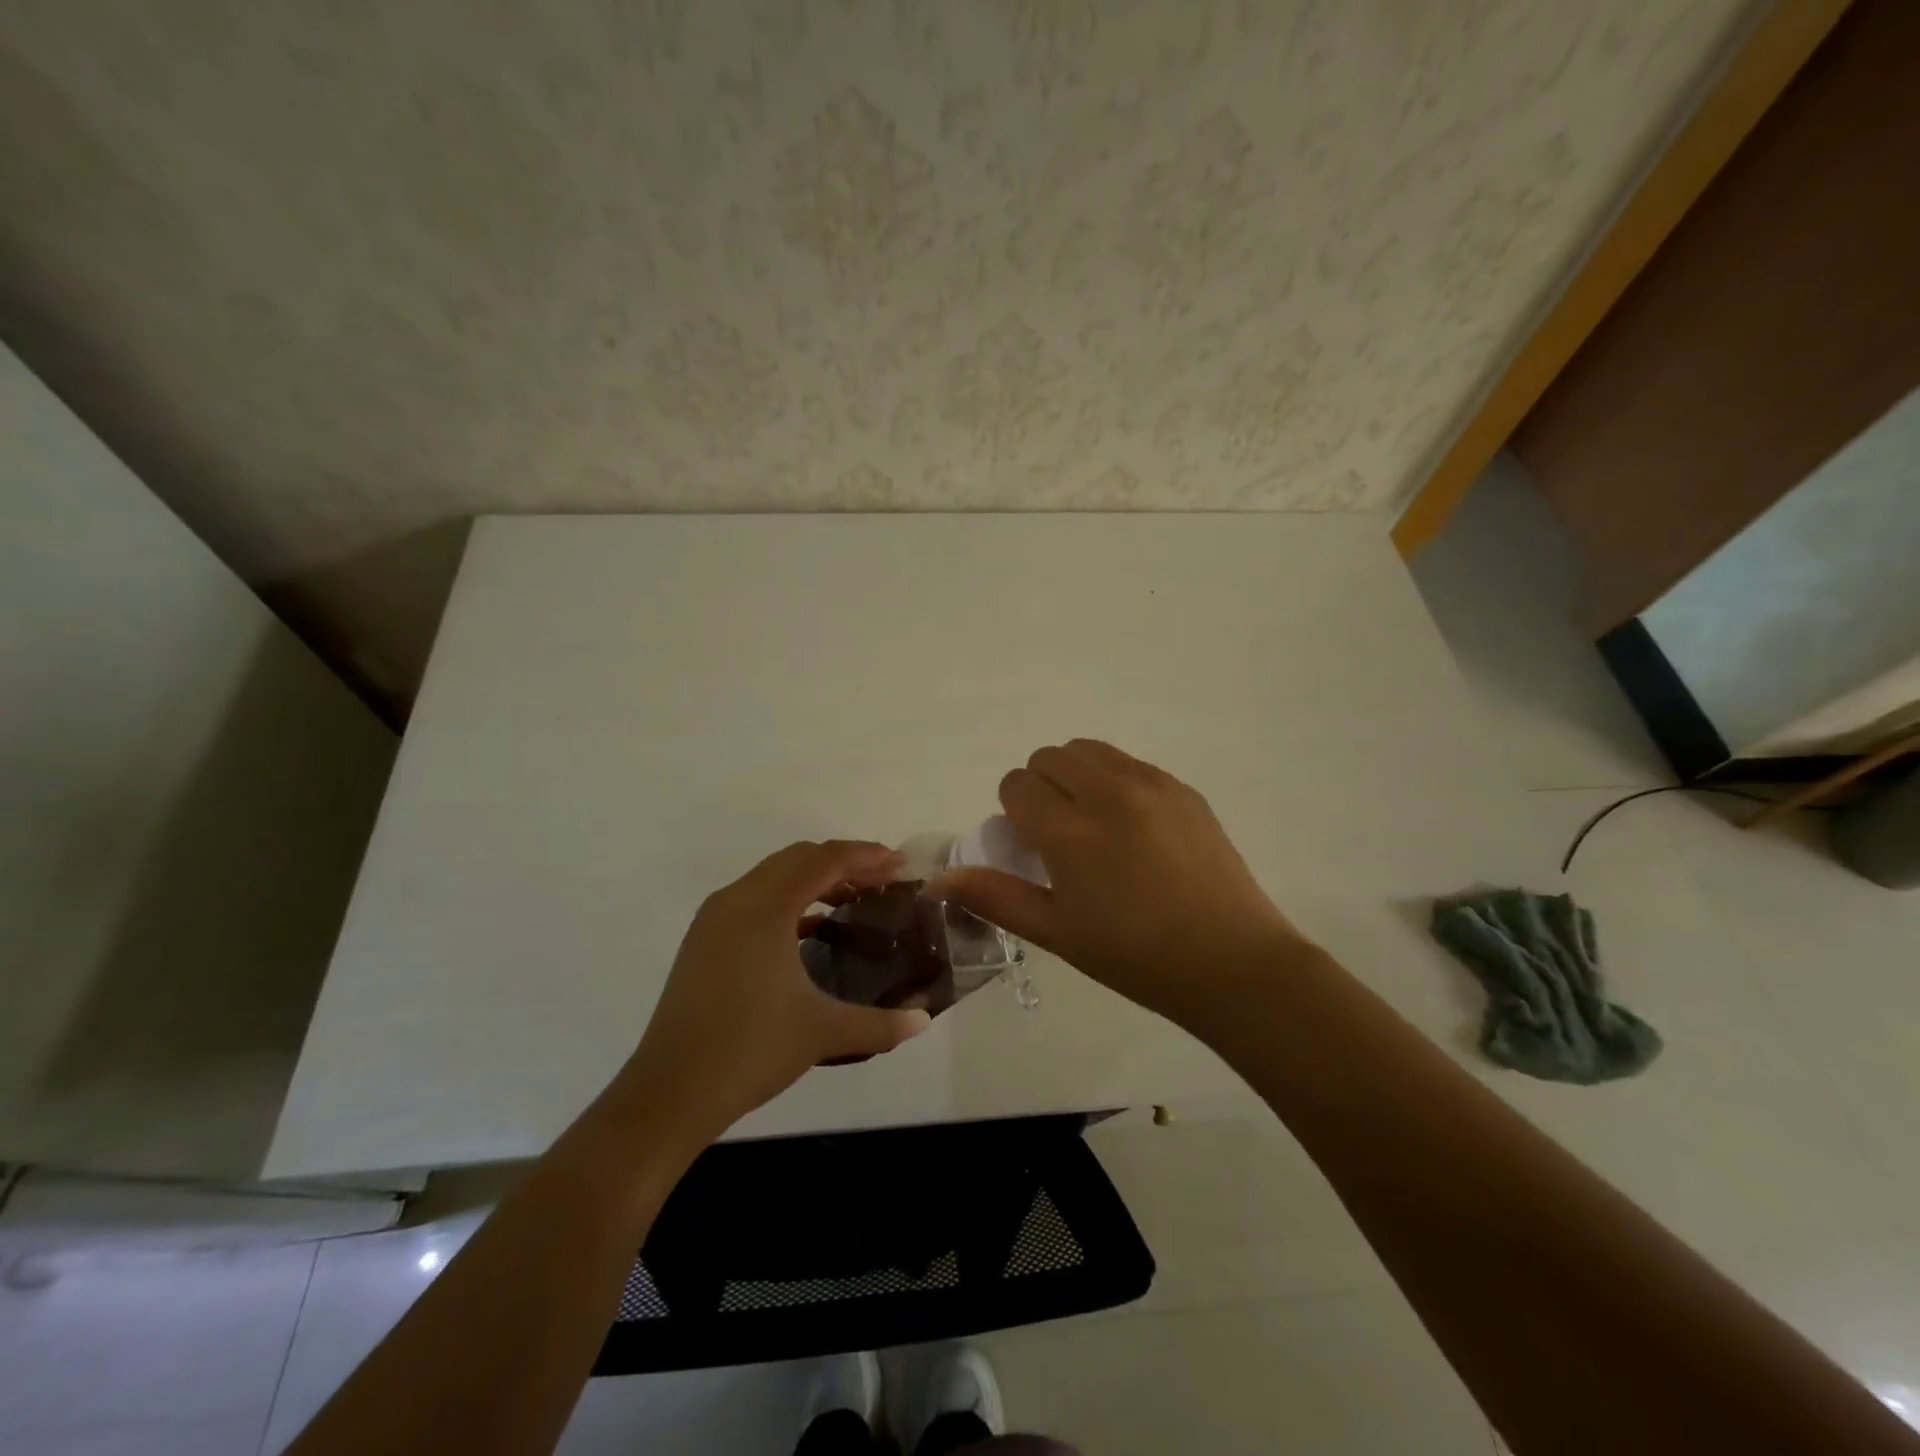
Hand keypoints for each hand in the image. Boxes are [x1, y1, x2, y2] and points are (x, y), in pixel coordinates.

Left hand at [608, 841, 931, 1147]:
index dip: (865, 856)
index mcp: (765, 909)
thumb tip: (924, 1020)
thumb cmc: (749, 1051)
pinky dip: (788, 900)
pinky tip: (812, 928)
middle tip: (882, 880)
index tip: (900, 863)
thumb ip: (881, 1024)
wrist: (668, 1094)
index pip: (823, 860)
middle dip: (843, 862)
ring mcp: (714, 920)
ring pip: (772, 876)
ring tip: (852, 899)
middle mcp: (736, 900)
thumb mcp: (823, 1033)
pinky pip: (754, 899)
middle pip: (797, 858)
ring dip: (814, 878)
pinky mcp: (704, 941)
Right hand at [936, 739, 1304, 1026]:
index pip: (1017, 785)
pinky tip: (1135, 829)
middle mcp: (1108, 792)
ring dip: (1076, 775)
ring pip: (1090, 750)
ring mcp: (1152, 784)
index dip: (1013, 812)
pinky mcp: (1184, 789)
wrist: (1232, 963)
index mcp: (1071, 831)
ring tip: (1094, 824)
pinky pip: (1130, 763)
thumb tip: (940, 879)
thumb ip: (995, 897)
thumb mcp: (1057, 933)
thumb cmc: (1136, 957)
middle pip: (1049, 756)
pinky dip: (1115, 781)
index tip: (1030, 846)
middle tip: (1058, 835)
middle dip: (1040, 787)